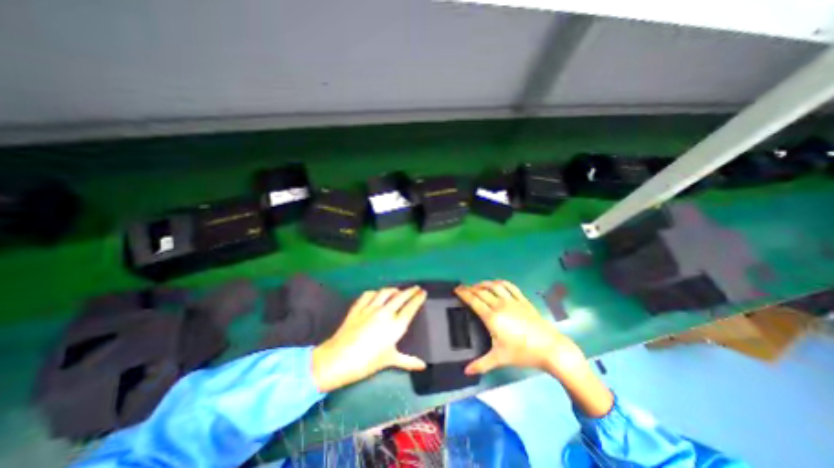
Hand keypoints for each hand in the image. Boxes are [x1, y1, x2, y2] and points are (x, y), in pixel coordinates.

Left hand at [313, 287, 429, 392]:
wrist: (339, 359)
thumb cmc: (367, 362)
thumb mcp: (389, 360)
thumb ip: (408, 361)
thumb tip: (423, 366)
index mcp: (396, 325)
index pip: (411, 307)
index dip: (418, 298)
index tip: (423, 292)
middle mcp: (385, 312)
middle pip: (401, 296)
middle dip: (410, 290)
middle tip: (416, 287)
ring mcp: (370, 308)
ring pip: (385, 292)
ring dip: (394, 289)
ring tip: (398, 290)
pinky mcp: (358, 307)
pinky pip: (369, 294)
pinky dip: (375, 292)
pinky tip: (377, 294)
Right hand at [456, 282, 584, 376]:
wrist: (550, 348)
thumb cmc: (523, 353)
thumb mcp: (500, 359)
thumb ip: (481, 364)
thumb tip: (466, 371)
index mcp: (492, 317)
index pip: (474, 300)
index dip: (464, 293)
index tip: (456, 289)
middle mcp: (500, 305)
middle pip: (482, 292)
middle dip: (470, 288)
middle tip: (463, 288)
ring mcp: (512, 301)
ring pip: (494, 286)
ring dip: (484, 283)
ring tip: (477, 285)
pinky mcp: (523, 300)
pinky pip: (510, 286)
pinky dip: (501, 282)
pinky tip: (497, 284)